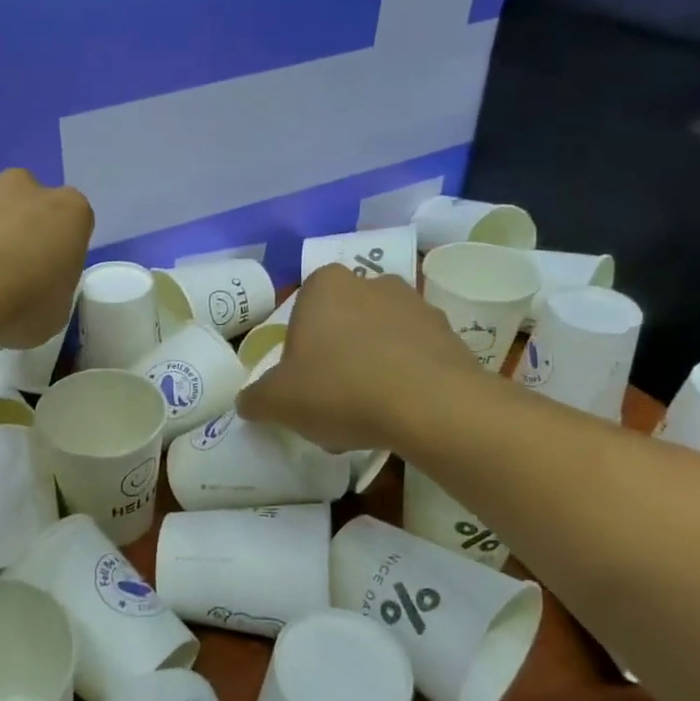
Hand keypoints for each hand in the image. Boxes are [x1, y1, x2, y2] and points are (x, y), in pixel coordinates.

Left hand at [0, 170, 93, 347]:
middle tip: (6, 272)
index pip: (73, 222)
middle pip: (27, 203)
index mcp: (69, 210)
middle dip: (18, 228)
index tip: (46, 277)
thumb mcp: (55, 313)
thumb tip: (33, 291)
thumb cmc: (20, 304)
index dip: (58, 249)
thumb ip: (51, 291)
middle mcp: (25, 186)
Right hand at [237, 265, 481, 451]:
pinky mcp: (450, 335)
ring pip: (378, 342)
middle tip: (330, 404)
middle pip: (340, 327)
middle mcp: (372, 283)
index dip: (297, 355)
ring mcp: (416, 306)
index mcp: (325, 285)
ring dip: (369, 371)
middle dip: (334, 360)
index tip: (301, 387)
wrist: (432, 408)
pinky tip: (398, 416)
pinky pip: (413, 359)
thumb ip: (255, 399)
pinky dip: (403, 382)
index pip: (300, 315)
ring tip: (367, 417)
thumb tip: (249, 401)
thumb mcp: (277, 402)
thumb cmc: (340, 390)